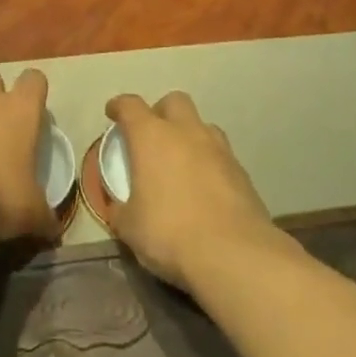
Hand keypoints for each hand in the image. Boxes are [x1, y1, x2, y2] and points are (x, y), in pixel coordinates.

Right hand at [105, 91, 273, 287]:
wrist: (234, 254)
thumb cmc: (170, 232)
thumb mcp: (129, 227)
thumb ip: (120, 209)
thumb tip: (119, 207)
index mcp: (151, 137)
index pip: (130, 105)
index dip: (119, 106)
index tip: (113, 113)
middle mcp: (186, 132)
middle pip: (174, 102)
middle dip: (161, 112)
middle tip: (152, 136)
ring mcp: (218, 149)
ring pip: (202, 125)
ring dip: (189, 135)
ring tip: (182, 161)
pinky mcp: (242, 171)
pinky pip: (221, 154)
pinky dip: (209, 162)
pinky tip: (205, 187)